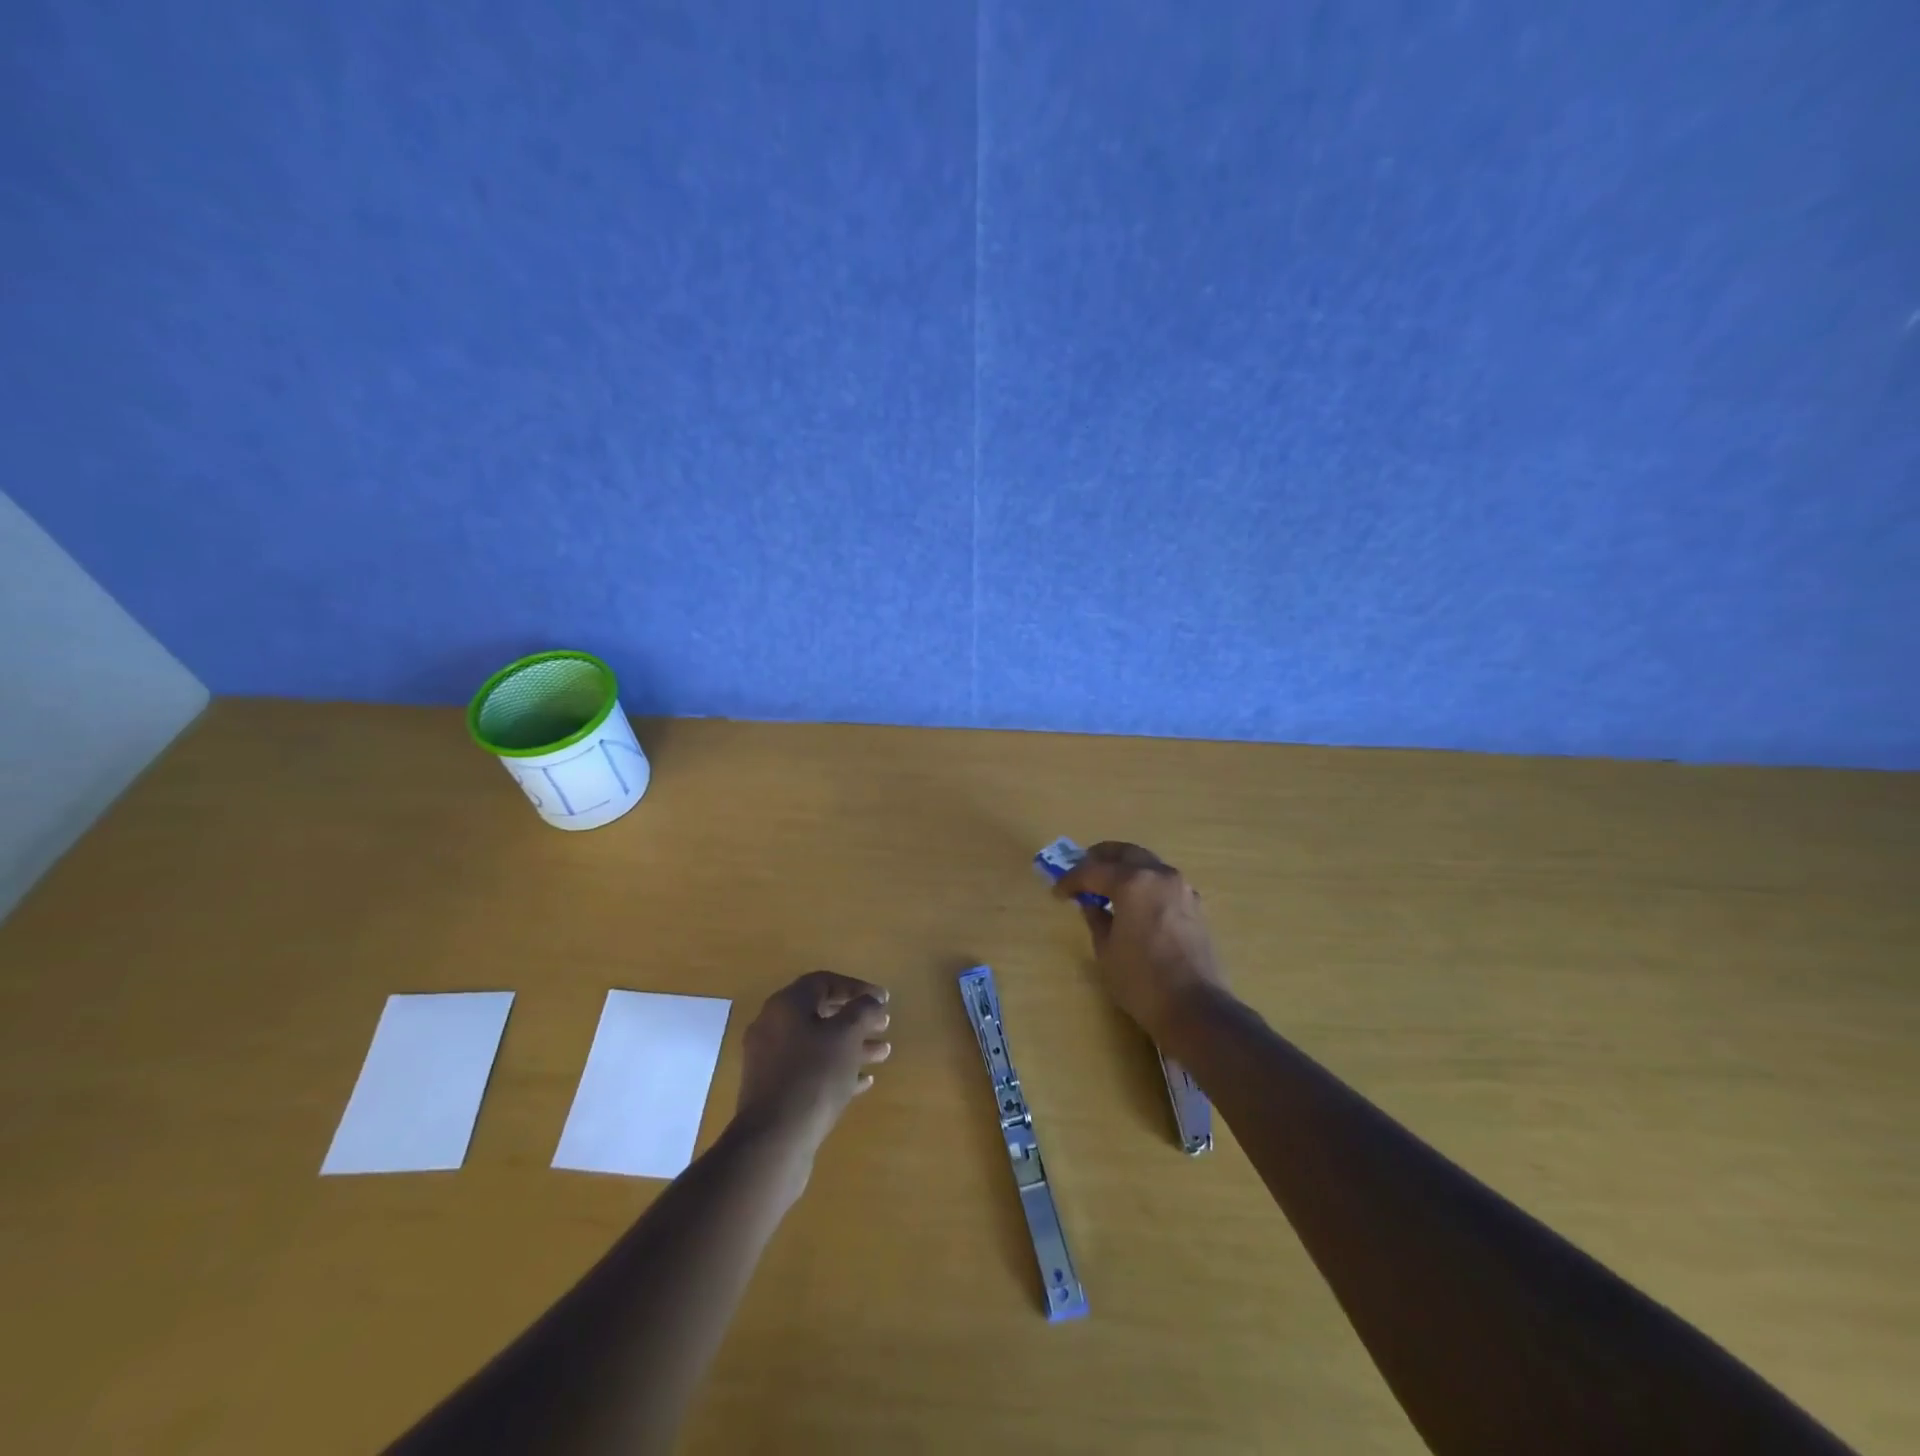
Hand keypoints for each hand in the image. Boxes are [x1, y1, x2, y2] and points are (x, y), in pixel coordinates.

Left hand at [735, 971, 891, 1156]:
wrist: (773, 1143)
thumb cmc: (813, 1077)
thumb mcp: (846, 1036)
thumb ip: (863, 1011)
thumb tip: (872, 1000)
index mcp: (785, 1006)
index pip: (824, 982)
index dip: (857, 987)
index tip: (883, 1000)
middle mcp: (772, 1027)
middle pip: (821, 1013)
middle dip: (856, 1018)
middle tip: (884, 1025)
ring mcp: (770, 1062)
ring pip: (817, 1044)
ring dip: (851, 1046)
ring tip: (883, 1053)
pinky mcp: (774, 1092)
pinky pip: (809, 1071)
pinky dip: (836, 1070)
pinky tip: (863, 1082)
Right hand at [1055, 841, 1227, 1040]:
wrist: (1196, 1008)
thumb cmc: (1142, 981)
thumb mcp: (1106, 951)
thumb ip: (1096, 920)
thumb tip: (1092, 906)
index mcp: (1132, 883)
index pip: (1093, 871)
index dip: (1071, 880)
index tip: (1058, 892)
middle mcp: (1159, 875)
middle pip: (1125, 853)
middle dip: (1100, 858)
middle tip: (1082, 870)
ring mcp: (1182, 889)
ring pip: (1148, 864)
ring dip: (1126, 868)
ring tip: (1108, 887)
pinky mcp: (1195, 906)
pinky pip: (1163, 883)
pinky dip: (1145, 884)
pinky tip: (1136, 903)